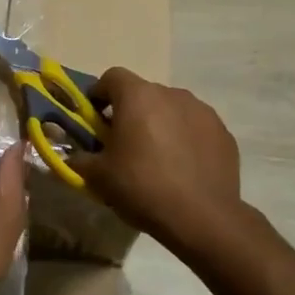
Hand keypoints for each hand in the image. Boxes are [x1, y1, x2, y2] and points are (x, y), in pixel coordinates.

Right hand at [71, 67, 241, 252]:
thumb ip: (80, 160)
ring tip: (156, 157)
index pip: (112, 77)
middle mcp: (172, 94)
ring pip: (171, 109)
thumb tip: (71, 157)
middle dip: (130, 112)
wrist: (202, 217)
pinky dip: (185, 139)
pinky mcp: (223, 133)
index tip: (95, 118)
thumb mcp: (99, 177)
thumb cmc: (142, 187)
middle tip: (123, 143)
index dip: (99, 94)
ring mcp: (202, 111)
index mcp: (138, 97)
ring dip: (160, 124)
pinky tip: (182, 168)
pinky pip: (195, 128)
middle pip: (143, 94)